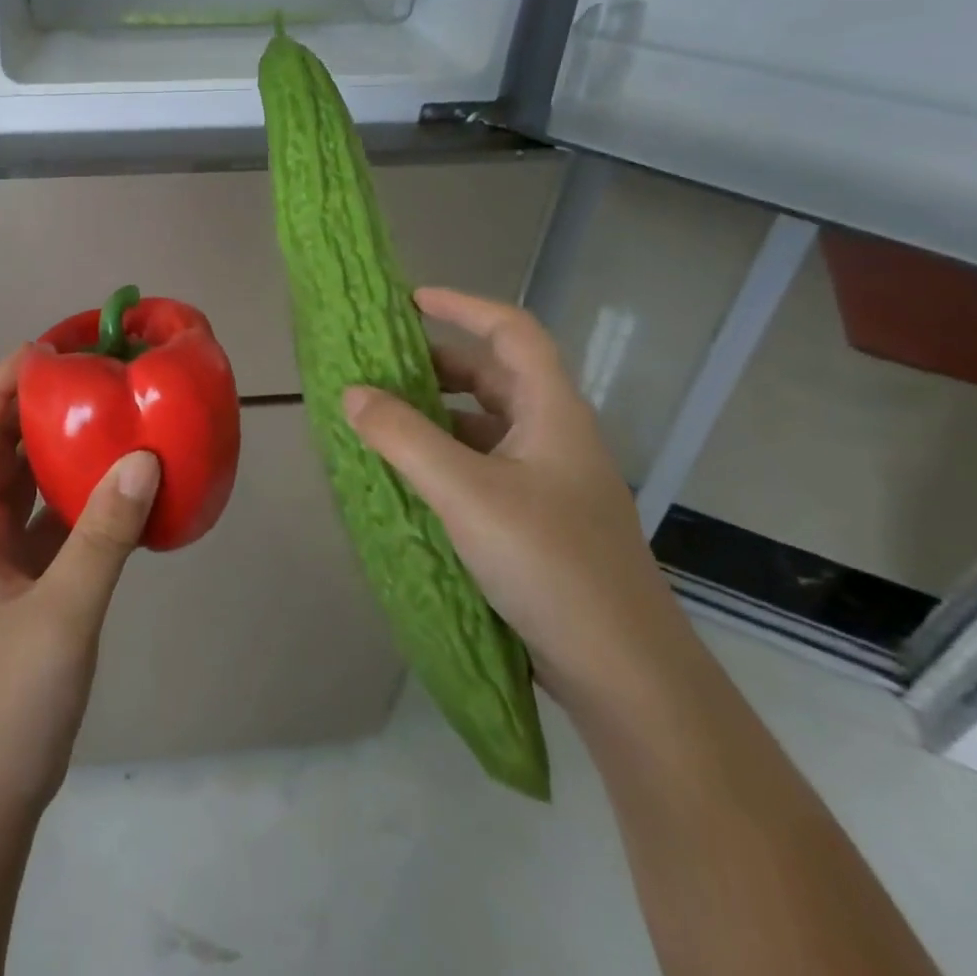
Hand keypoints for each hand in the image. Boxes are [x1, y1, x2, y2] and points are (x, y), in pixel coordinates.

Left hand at [0, 347, 159, 812]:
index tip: (43, 353)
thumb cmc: (6, 703)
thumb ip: (104, 536)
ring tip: (101, 414)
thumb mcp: (62, 613)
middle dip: (29, 409)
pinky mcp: (25, 587)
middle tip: (82, 375)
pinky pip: (49, 523)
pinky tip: (115, 486)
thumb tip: (143, 459)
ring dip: (54, 451)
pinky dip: (76, 497)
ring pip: (23, 487)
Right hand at [341, 288, 696, 722]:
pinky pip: (480, 465)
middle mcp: (553, 436)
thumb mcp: (466, 493)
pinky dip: (441, 456)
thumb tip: (352, 393)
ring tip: (380, 418)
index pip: (512, 331)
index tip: (408, 302)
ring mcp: (547, 481)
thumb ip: (403, 438)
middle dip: (435, 363)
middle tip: (378, 366)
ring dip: (434, 413)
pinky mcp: (535, 520)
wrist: (624, 673)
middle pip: (494, 376)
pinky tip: (406, 475)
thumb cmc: (549, 564)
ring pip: (484, 424)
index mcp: (551, 412)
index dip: (463, 306)